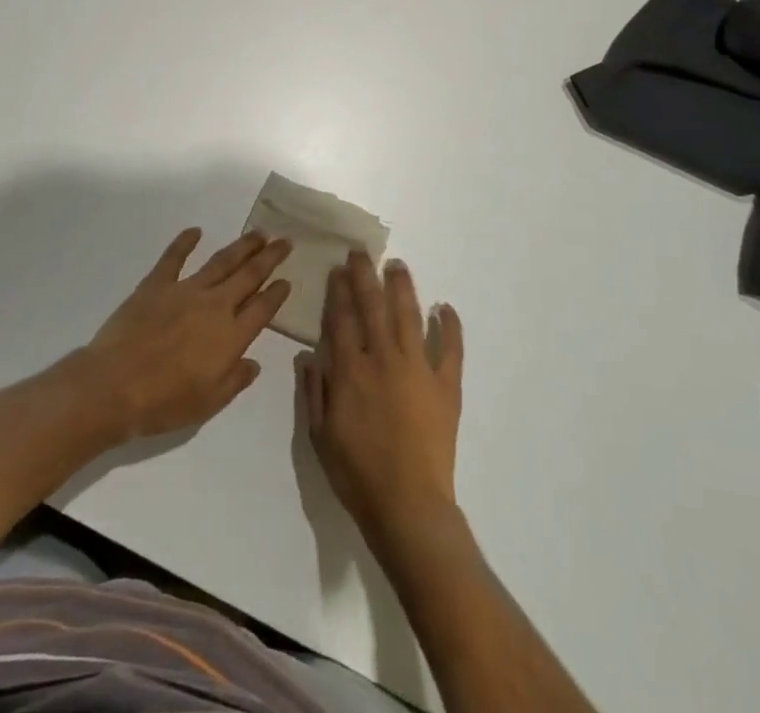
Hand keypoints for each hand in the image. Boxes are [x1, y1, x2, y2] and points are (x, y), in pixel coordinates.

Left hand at [76, 228, 291, 440]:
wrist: (114, 386)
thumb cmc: (164, 402)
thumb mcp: (209, 403)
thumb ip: (235, 380)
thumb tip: (254, 363)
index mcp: (230, 336)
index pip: (262, 309)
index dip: (277, 293)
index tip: (288, 279)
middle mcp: (214, 306)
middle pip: (249, 275)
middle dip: (269, 258)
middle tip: (284, 241)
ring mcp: (185, 290)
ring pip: (221, 261)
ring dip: (242, 246)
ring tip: (258, 233)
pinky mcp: (156, 284)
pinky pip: (174, 257)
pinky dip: (185, 241)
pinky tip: (195, 230)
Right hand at [300, 253, 465, 555]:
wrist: (408, 506)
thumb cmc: (357, 473)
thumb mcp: (320, 435)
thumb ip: (314, 391)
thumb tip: (309, 354)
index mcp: (351, 370)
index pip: (342, 318)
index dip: (339, 291)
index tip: (337, 269)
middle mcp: (383, 359)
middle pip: (373, 306)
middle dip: (365, 276)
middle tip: (361, 252)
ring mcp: (418, 369)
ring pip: (409, 316)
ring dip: (402, 288)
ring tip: (398, 266)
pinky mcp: (445, 386)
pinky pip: (451, 349)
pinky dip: (450, 327)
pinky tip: (445, 308)